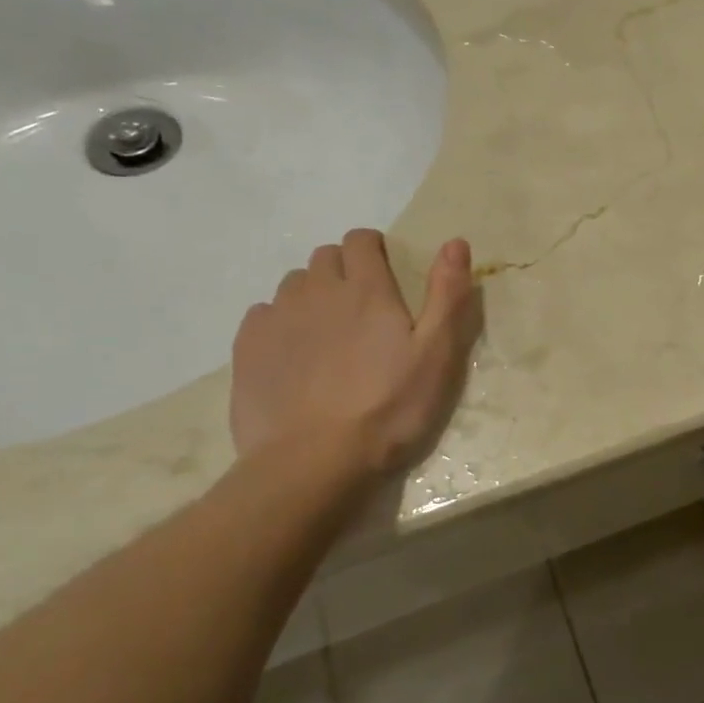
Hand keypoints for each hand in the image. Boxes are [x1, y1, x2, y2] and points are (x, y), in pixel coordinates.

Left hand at [230, 231, 481, 473]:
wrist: (313, 461)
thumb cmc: (388, 408)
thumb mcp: (437, 355)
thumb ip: (447, 295)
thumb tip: (455, 242)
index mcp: (366, 289)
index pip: (361, 241)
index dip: (374, 249)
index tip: (386, 274)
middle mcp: (317, 291)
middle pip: (326, 257)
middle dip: (344, 269)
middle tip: (362, 309)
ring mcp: (277, 318)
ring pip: (294, 284)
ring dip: (313, 295)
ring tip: (329, 334)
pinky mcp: (248, 347)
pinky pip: (264, 314)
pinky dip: (281, 322)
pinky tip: (295, 355)